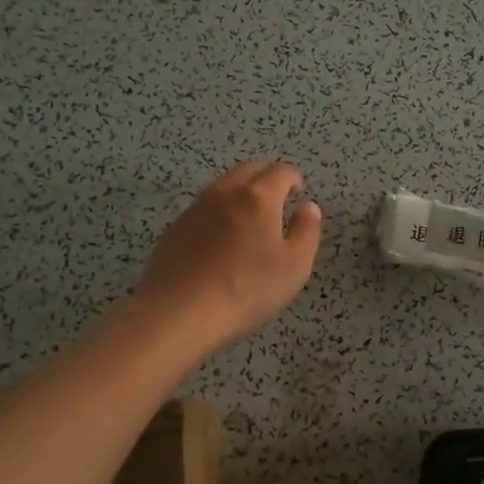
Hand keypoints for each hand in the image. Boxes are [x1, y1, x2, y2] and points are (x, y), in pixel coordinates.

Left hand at [136, 162, 322, 351]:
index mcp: (258, 197)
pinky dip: (219, 211)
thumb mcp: (295, 266)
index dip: (293, 178)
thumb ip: (307, 231)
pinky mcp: (175, 228)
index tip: (298, 191)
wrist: (179, 313)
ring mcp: (196, 209)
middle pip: (248, 170)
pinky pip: (204, 207)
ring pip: (223, 186)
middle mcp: (225, 193)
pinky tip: (221, 238)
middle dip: (266, 177)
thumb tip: (308, 207)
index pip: (280, 172)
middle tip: (277, 197)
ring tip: (250, 216)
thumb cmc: (247, 289)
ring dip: (241, 191)